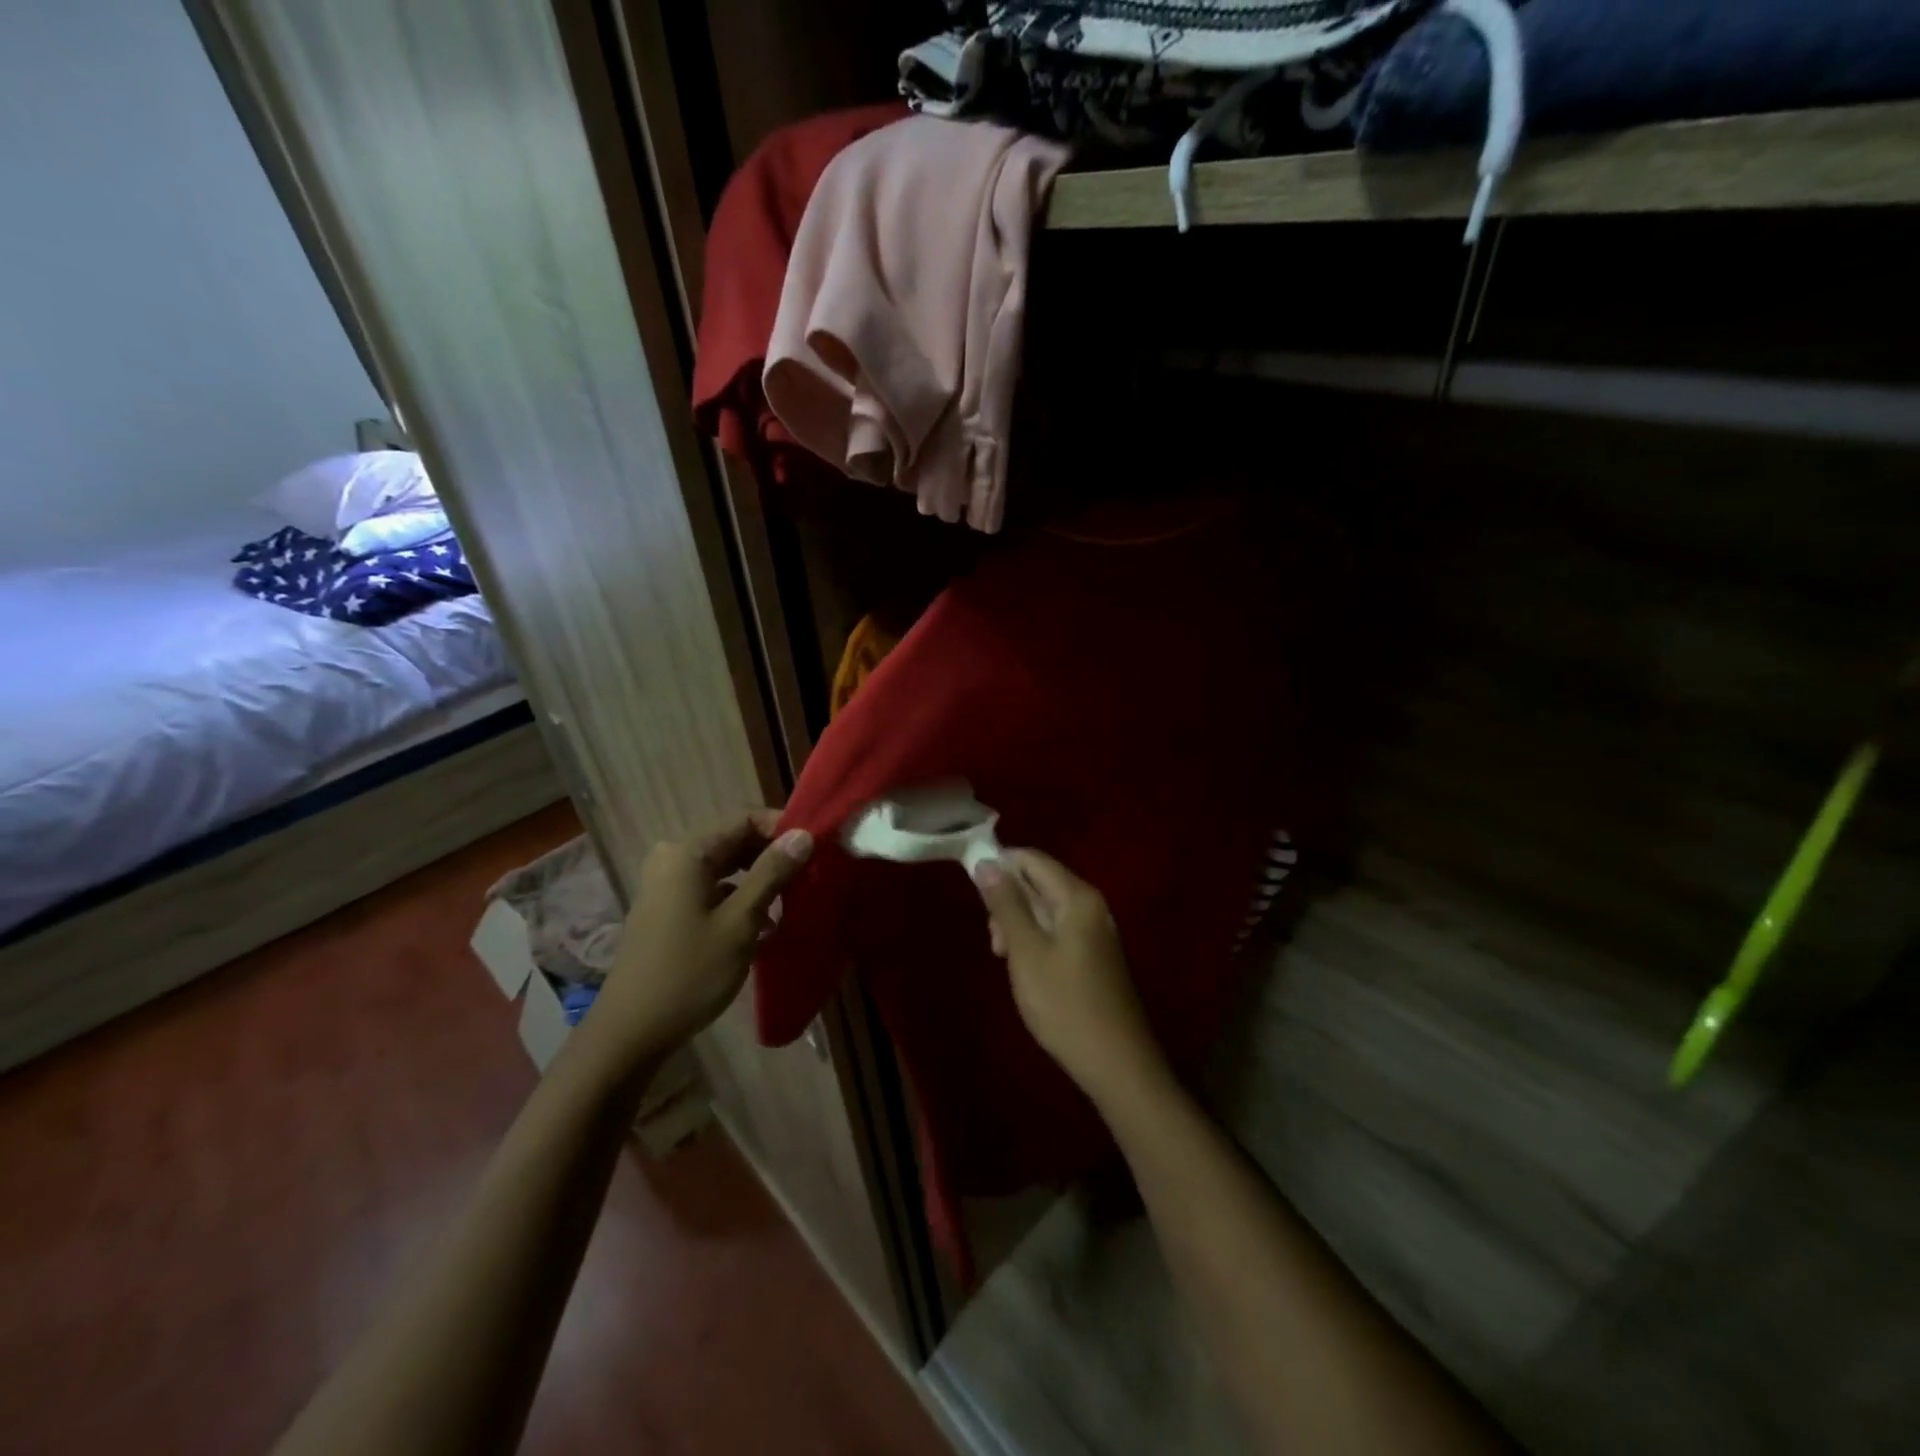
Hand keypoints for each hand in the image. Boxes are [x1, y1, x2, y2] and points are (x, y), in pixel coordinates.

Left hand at [581, 812, 812, 1074]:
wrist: (631, 1033)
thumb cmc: (689, 973)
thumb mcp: (740, 922)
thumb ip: (772, 873)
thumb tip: (803, 834)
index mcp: (687, 853)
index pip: (745, 819)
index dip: (782, 829)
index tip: (815, 850)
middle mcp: (674, 859)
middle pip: (735, 842)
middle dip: (774, 857)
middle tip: (810, 878)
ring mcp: (668, 886)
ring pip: (726, 869)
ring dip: (760, 882)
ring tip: (793, 904)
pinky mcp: (669, 911)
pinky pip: (713, 891)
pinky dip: (740, 901)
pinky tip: (765, 928)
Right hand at [973, 850, 1168, 1108]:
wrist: (1117, 1063)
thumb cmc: (1065, 1004)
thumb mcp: (1025, 952)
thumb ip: (1005, 904)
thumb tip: (986, 862)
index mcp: (1077, 897)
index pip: (1032, 859)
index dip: (1000, 866)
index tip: (974, 895)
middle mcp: (1091, 904)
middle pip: (1039, 882)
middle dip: (1008, 902)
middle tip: (995, 942)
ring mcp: (1096, 930)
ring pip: (1046, 908)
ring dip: (1019, 925)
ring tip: (1007, 960)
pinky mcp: (1095, 953)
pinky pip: (1059, 929)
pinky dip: (1037, 940)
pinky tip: (1028, 971)